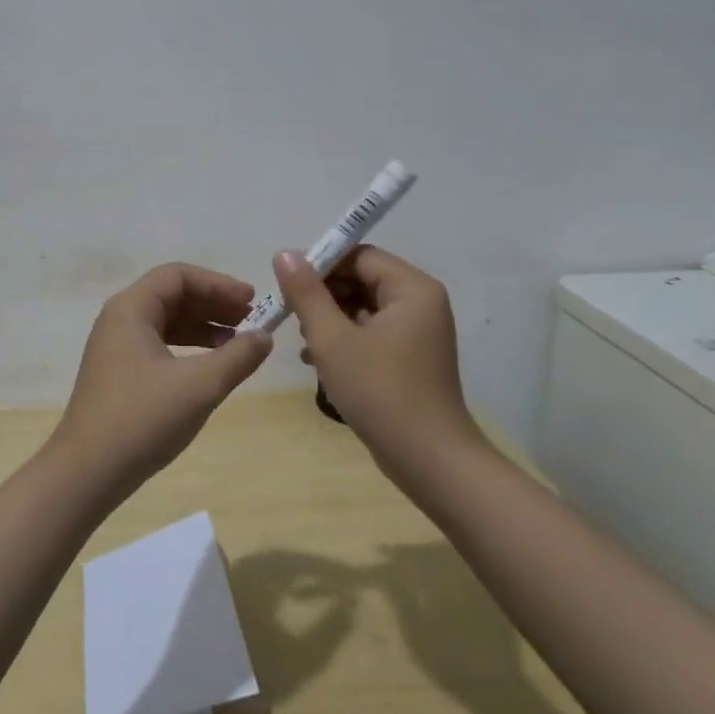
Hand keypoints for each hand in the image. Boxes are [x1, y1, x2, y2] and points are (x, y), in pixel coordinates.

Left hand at [51, 263, 273, 495]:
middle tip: (251, 320)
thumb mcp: (199, 386)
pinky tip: (211, 366)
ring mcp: (116, 348)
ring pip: (167, 322)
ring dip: (204, 327)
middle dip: (214, 304)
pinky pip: (159, 345)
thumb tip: (265, 337)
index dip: (218, 284)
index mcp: (131, 309)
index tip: (252, 302)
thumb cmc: (142, 419)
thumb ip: (238, 357)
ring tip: (239, 343)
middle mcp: (119, 320)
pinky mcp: (119, 374)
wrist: (87, 472)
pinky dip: (188, 348)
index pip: (178, 275)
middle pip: (172, 295)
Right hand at [271, 246, 479, 472]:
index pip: (359, 256)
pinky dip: (345, 341)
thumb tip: (285, 253)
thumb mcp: (333, 339)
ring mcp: (419, 333)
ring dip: (330, 320)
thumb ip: (307, 293)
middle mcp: (421, 303)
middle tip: (291, 317)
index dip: (320, 264)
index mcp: (411, 288)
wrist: (429, 460)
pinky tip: (317, 361)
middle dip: (323, 295)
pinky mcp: (411, 359)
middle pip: (362, 280)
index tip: (286, 284)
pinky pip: (372, 334)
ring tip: (303, 344)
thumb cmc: (380, 391)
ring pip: (364, 308)